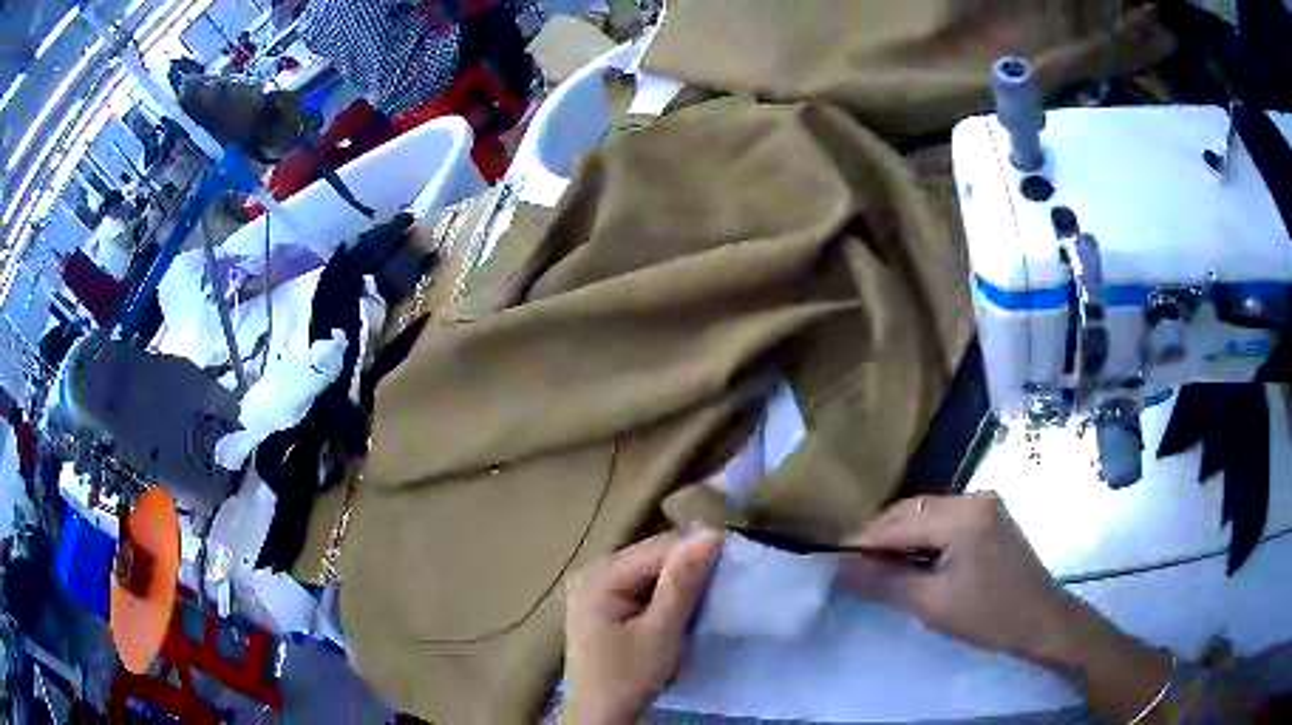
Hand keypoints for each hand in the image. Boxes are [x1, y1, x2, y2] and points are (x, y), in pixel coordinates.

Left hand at [564, 531, 722, 723]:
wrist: (601, 717)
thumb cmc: (628, 677)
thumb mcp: (660, 632)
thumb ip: (682, 584)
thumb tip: (710, 534)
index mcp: (598, 576)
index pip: (657, 549)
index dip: (696, 551)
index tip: (734, 560)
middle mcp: (593, 573)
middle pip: (651, 557)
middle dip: (688, 567)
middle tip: (724, 580)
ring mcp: (596, 590)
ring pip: (650, 572)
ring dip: (680, 582)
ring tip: (709, 593)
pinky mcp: (605, 606)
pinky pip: (643, 588)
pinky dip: (666, 595)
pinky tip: (684, 607)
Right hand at [839, 492, 1082, 661]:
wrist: (1040, 620)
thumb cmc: (988, 616)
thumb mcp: (932, 604)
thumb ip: (884, 583)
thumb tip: (841, 570)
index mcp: (963, 515)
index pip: (899, 521)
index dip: (862, 539)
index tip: (830, 557)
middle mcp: (974, 497)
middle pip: (912, 510)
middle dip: (879, 536)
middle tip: (849, 565)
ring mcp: (984, 504)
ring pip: (926, 513)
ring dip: (899, 536)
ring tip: (873, 565)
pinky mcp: (989, 516)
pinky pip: (943, 519)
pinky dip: (921, 537)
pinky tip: (908, 559)